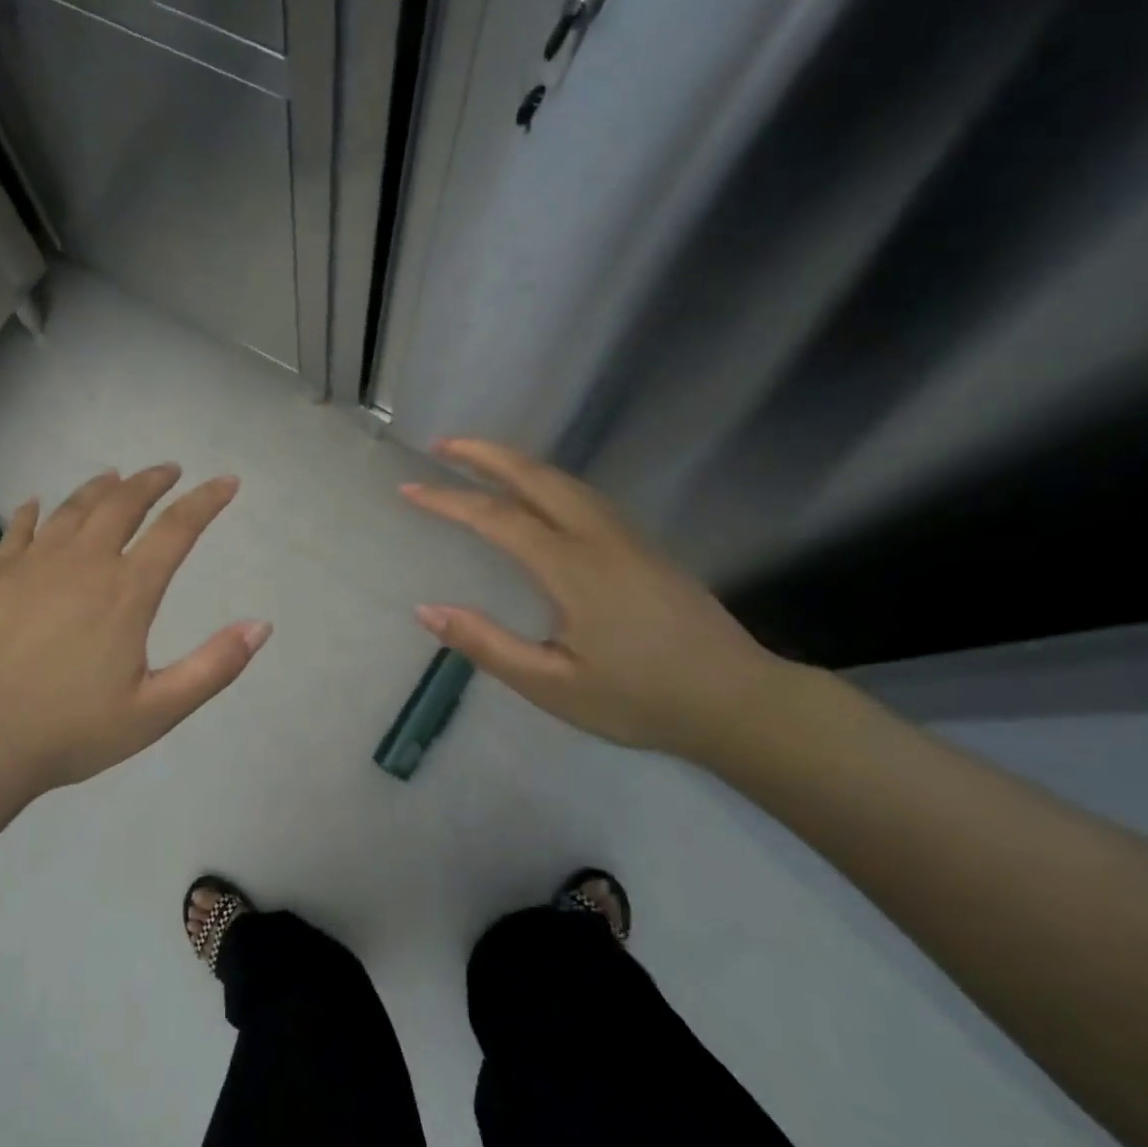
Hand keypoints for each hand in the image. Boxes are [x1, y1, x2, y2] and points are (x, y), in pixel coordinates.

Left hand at [0, 464, 270, 802]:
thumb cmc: (73, 731)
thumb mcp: (157, 710)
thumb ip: (213, 666)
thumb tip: (261, 626)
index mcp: (126, 592)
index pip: (176, 529)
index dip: (206, 501)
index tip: (226, 482)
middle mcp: (82, 563)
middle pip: (123, 504)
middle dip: (152, 481)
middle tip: (169, 471)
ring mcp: (33, 565)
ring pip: (72, 508)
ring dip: (99, 487)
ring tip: (115, 477)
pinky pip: (17, 529)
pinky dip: (32, 511)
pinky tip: (36, 504)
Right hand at [401, 439, 782, 757]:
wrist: (738, 702)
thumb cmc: (640, 700)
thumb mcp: (552, 686)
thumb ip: (487, 645)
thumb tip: (427, 610)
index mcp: (573, 568)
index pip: (497, 518)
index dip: (449, 500)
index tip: (409, 490)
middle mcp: (599, 538)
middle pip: (535, 477)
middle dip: (484, 454)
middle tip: (441, 445)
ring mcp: (627, 537)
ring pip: (564, 481)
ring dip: (516, 462)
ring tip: (477, 459)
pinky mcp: (643, 546)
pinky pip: (583, 495)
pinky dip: (544, 479)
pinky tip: (534, 493)